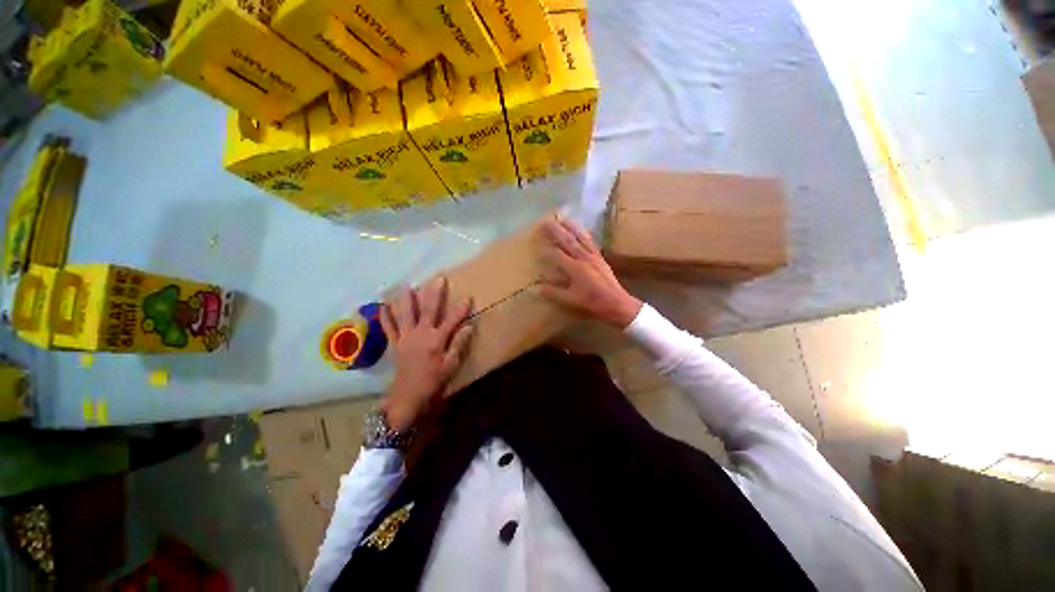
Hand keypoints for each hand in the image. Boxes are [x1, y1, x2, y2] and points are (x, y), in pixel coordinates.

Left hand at [379, 277, 472, 430]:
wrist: (408, 396)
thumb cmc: (433, 381)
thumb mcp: (451, 365)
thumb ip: (459, 344)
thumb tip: (469, 326)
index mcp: (436, 340)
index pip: (452, 320)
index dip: (460, 309)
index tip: (468, 296)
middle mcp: (421, 334)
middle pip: (429, 310)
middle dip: (434, 294)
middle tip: (437, 278)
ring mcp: (406, 337)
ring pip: (406, 314)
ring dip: (407, 299)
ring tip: (406, 285)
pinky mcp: (396, 344)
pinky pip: (389, 328)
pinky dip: (385, 317)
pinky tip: (382, 306)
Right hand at [537, 217, 642, 328]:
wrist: (616, 302)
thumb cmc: (592, 302)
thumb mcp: (571, 300)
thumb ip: (554, 293)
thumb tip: (537, 288)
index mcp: (574, 268)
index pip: (556, 255)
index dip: (546, 251)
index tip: (538, 248)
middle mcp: (583, 258)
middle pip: (567, 241)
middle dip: (555, 231)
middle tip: (544, 223)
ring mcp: (593, 255)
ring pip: (580, 237)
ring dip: (570, 227)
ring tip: (562, 219)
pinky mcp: (600, 256)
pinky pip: (590, 241)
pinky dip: (583, 233)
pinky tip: (580, 229)